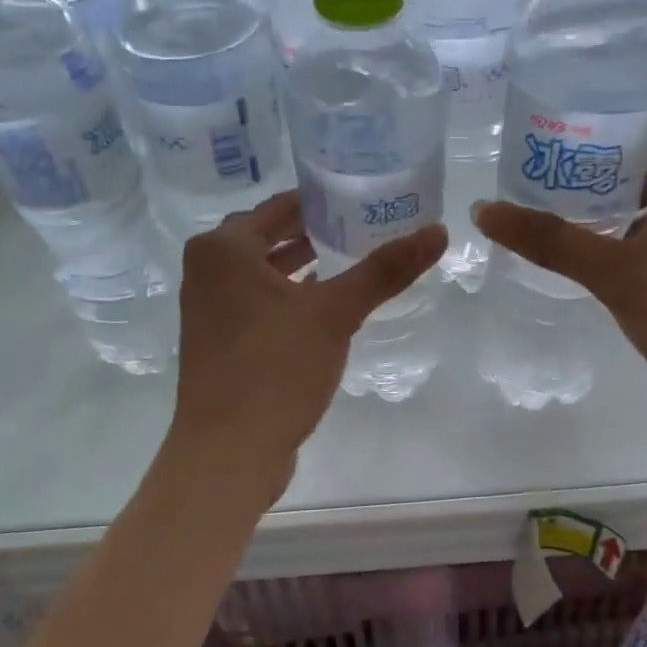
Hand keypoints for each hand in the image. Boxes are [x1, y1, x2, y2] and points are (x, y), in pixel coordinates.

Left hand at [170, 192, 445, 490]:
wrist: (229, 450)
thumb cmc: (275, 368)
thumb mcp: (335, 313)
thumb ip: (385, 270)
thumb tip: (439, 230)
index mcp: (224, 249)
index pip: (281, 205)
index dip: (325, 200)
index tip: (366, 196)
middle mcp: (207, 270)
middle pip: (270, 236)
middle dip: (316, 231)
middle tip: (366, 224)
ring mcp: (209, 308)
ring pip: (264, 272)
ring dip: (302, 264)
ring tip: (351, 258)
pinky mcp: (220, 341)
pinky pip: (259, 302)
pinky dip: (289, 296)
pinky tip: (324, 305)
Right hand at [474, 143, 646, 414]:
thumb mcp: (611, 274)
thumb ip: (550, 241)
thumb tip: (485, 210)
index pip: (635, 149)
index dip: (590, 161)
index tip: (551, 180)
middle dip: (607, 199)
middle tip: (559, 217)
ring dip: (633, 228)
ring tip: (591, 250)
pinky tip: (638, 282)